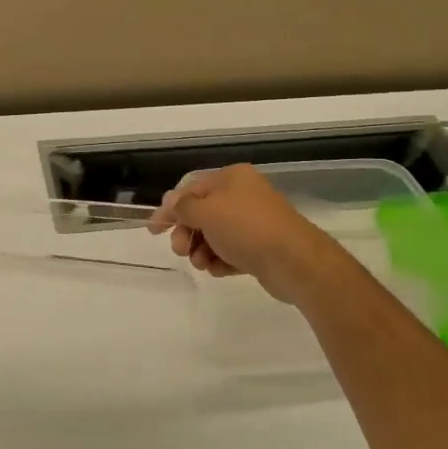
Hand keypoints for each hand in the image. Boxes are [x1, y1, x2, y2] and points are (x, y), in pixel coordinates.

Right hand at [148, 164, 339, 304]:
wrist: (294, 261)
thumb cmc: (247, 228)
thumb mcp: (207, 212)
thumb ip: (183, 207)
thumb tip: (170, 201)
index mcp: (232, 178)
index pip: (191, 189)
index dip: (170, 209)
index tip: (153, 230)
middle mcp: (243, 196)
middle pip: (201, 214)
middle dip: (187, 233)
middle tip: (181, 250)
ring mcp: (253, 223)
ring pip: (214, 235)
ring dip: (201, 250)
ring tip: (203, 263)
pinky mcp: (260, 249)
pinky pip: (230, 252)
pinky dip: (220, 260)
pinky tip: (219, 270)